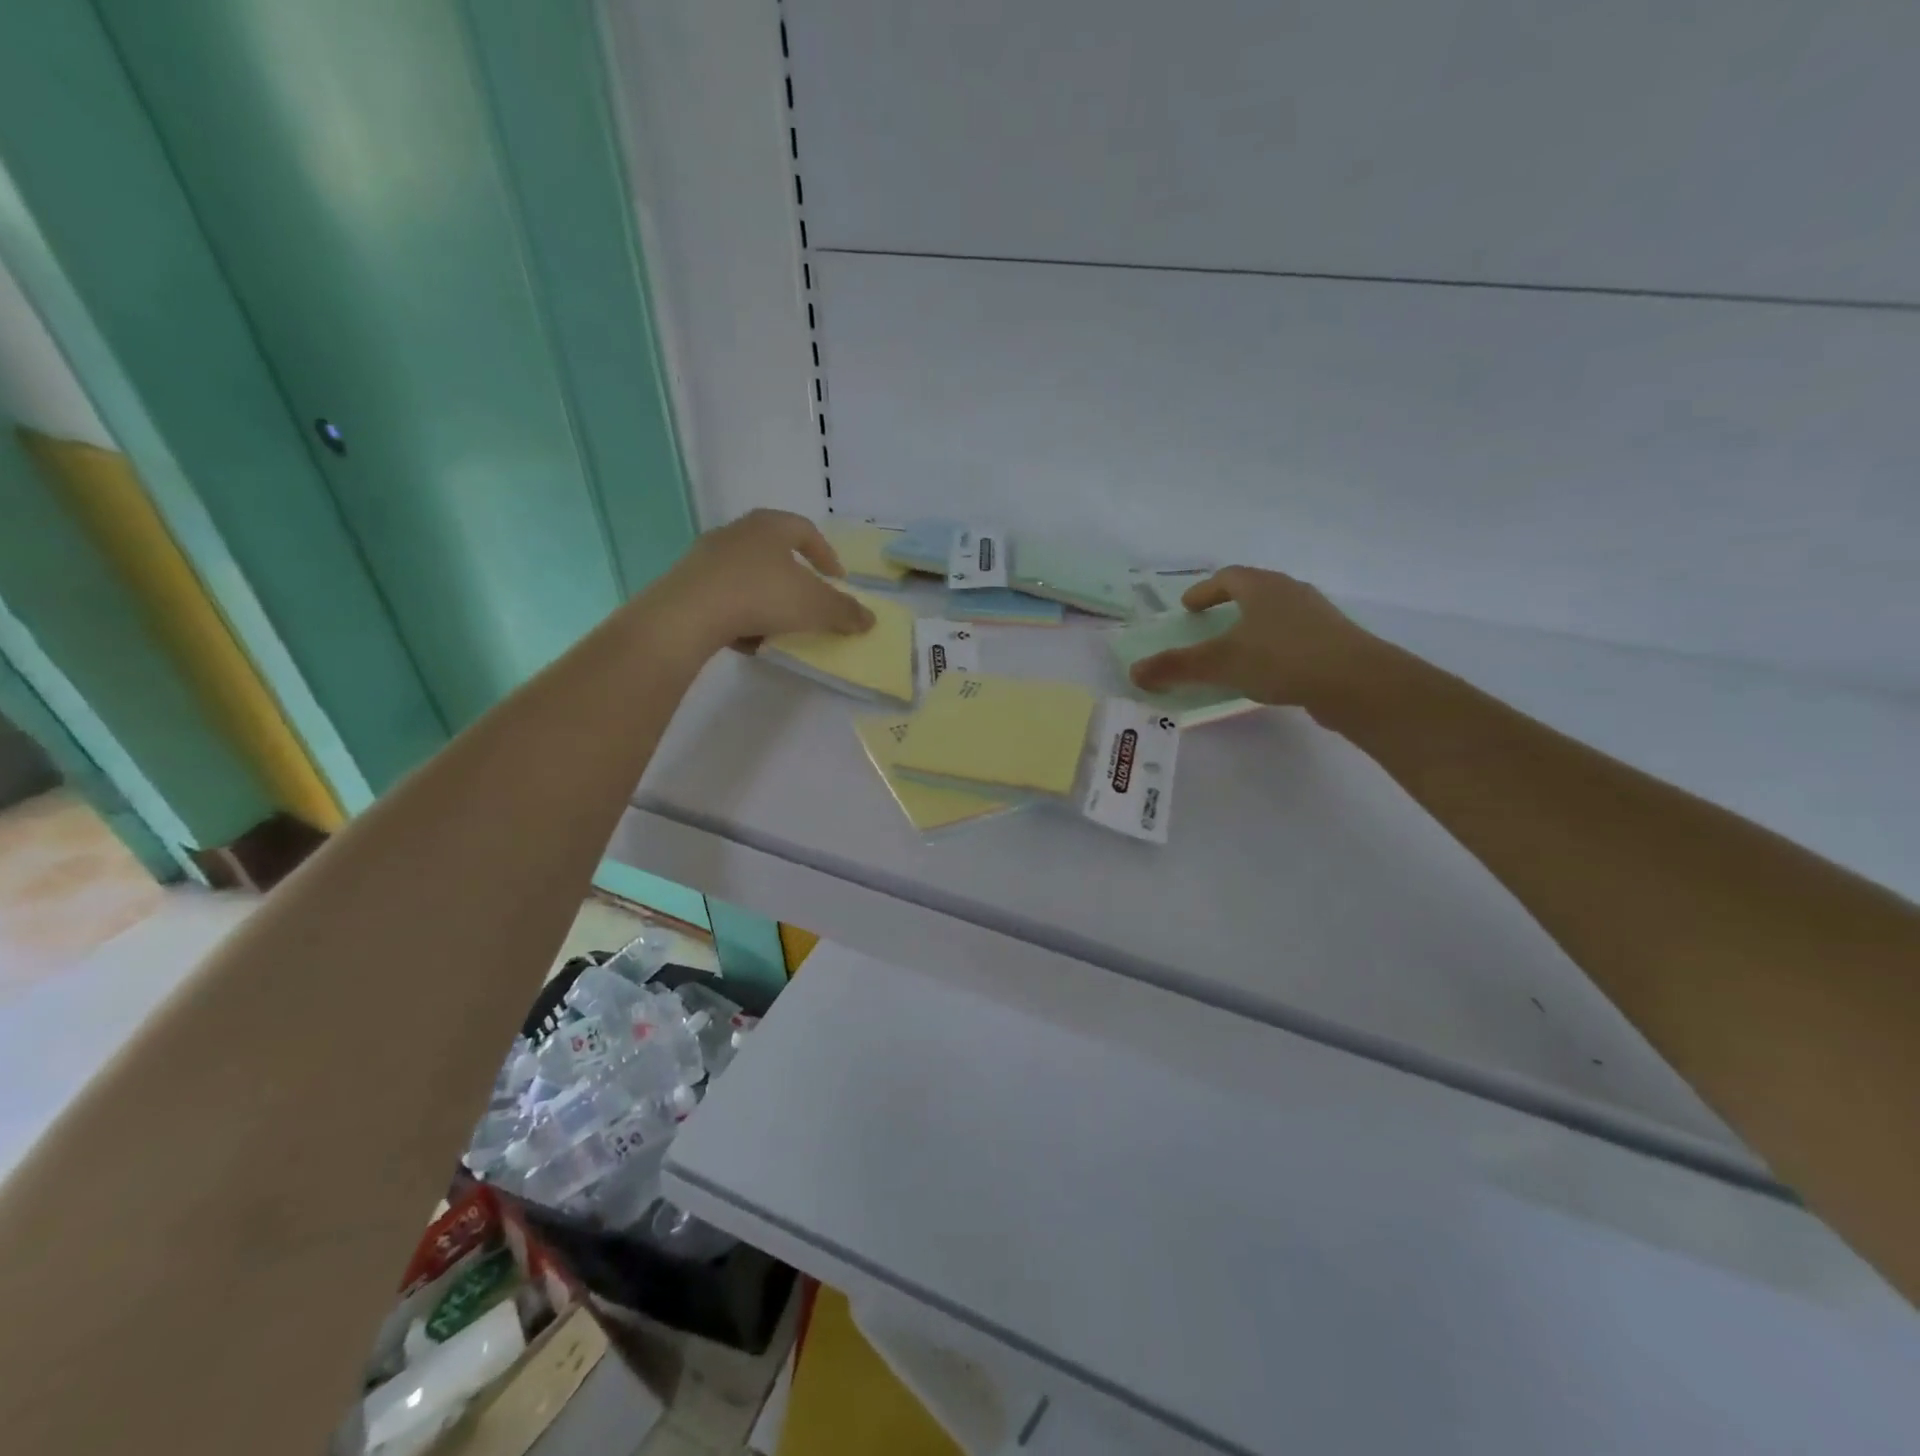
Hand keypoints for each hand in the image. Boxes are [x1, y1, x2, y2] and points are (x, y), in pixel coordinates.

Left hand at [654, 510, 875, 652]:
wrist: (689, 614)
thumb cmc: (762, 596)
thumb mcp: (815, 606)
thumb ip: (845, 612)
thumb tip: (870, 619)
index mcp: (770, 526)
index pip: (806, 531)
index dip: (826, 555)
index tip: (838, 580)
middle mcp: (737, 532)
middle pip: (774, 551)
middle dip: (794, 577)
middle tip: (808, 600)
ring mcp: (707, 556)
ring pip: (747, 574)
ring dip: (766, 597)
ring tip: (778, 625)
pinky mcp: (686, 583)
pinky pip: (724, 596)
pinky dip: (740, 613)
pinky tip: (747, 638)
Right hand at [1129, 567, 1400, 714]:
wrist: (1357, 682)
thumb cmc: (1281, 659)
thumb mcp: (1220, 663)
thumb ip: (1177, 666)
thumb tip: (1134, 672)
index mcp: (1262, 587)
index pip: (1227, 577)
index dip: (1204, 590)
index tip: (1187, 607)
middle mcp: (1291, 592)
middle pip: (1254, 591)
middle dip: (1229, 605)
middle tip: (1208, 623)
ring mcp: (1317, 616)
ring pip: (1276, 614)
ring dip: (1253, 627)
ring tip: (1236, 650)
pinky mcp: (1334, 642)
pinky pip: (1293, 637)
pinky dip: (1273, 647)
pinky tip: (1268, 672)